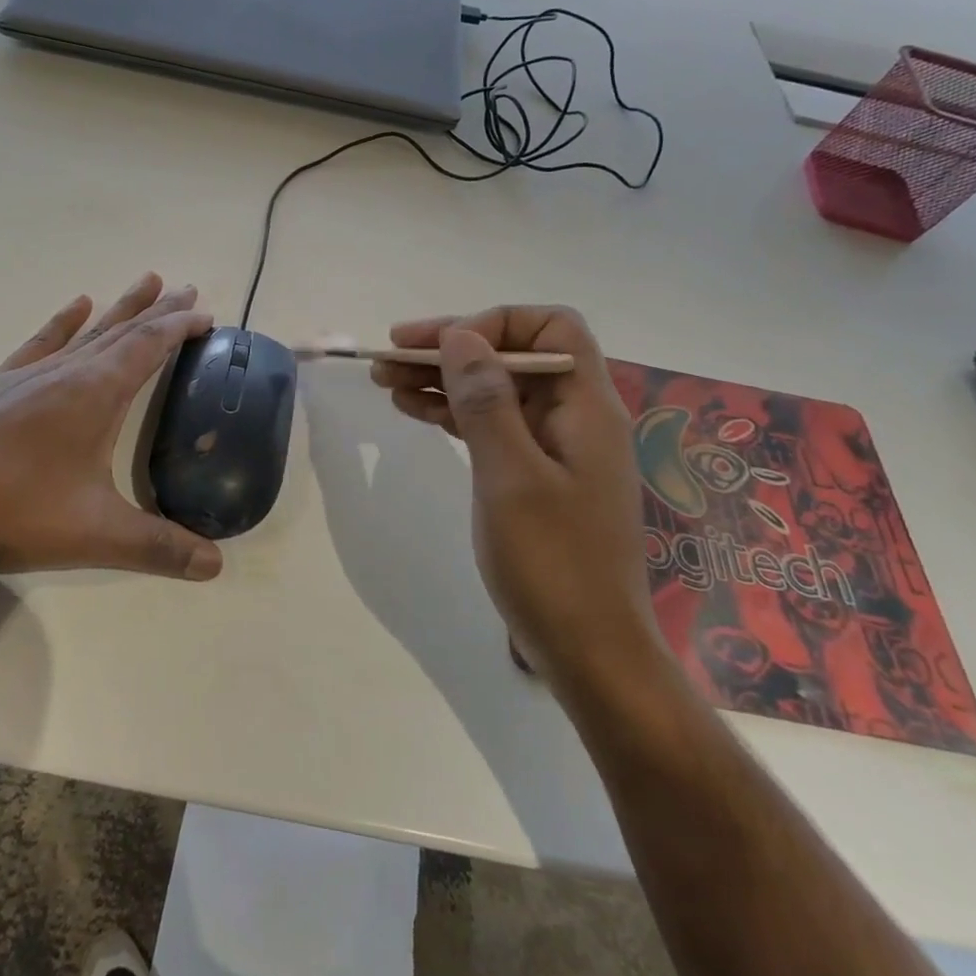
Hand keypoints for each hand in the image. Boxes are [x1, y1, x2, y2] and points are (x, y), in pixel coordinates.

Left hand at [0, 273, 222, 579]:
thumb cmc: (11, 510)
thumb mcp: (95, 535)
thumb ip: (158, 547)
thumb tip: (216, 566)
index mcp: (95, 393)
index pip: (148, 346)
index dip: (179, 328)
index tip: (206, 315)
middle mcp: (66, 373)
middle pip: (122, 331)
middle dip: (159, 311)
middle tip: (187, 290)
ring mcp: (28, 376)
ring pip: (87, 332)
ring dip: (120, 309)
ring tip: (146, 281)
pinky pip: (41, 343)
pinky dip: (63, 323)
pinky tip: (75, 306)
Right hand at [372, 306, 663, 684]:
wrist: (589, 651)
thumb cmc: (553, 563)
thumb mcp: (510, 475)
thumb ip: (485, 400)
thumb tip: (461, 336)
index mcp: (586, 406)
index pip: (551, 327)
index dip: (495, 324)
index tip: (442, 347)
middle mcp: (575, 417)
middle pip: (514, 356)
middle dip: (453, 349)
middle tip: (391, 353)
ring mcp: (554, 448)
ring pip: (496, 391)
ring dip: (443, 380)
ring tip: (385, 379)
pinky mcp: (534, 475)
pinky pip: (491, 426)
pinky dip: (452, 414)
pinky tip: (412, 410)